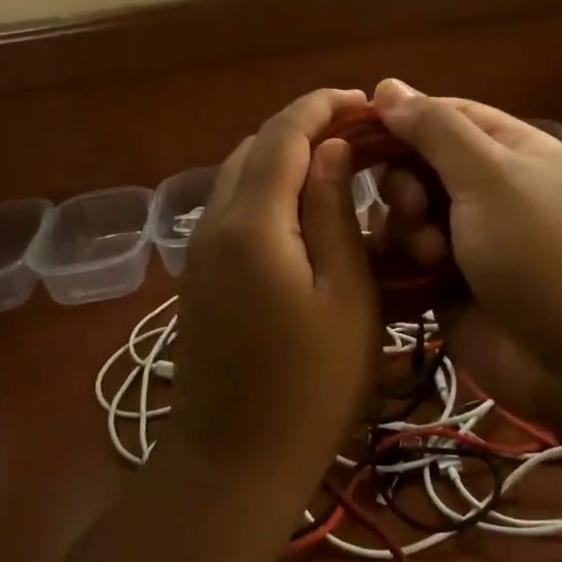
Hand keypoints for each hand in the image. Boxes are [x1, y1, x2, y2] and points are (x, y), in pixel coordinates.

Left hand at [171, 89, 381, 497]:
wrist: (232, 462)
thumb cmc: (310, 387)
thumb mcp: (346, 297)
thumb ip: (335, 214)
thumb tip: (332, 150)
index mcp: (252, 222)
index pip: (283, 135)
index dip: (322, 107)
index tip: (363, 99)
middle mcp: (214, 222)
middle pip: (254, 148)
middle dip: (303, 128)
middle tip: (357, 132)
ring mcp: (199, 250)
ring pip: (239, 176)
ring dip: (283, 157)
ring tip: (335, 164)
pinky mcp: (198, 275)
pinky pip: (231, 208)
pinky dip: (267, 189)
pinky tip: (302, 211)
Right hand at [372, 80, 561, 390]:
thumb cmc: (541, 252)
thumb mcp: (490, 176)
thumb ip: (435, 129)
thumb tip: (387, 85)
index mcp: (510, 150)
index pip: (444, 115)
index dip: (401, 118)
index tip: (356, 131)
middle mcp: (489, 190)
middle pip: (420, 164)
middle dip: (406, 182)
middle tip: (413, 206)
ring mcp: (470, 239)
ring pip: (408, 213)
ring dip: (407, 227)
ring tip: (429, 253)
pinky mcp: (451, 284)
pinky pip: (407, 258)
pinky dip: (402, 261)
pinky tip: (412, 274)